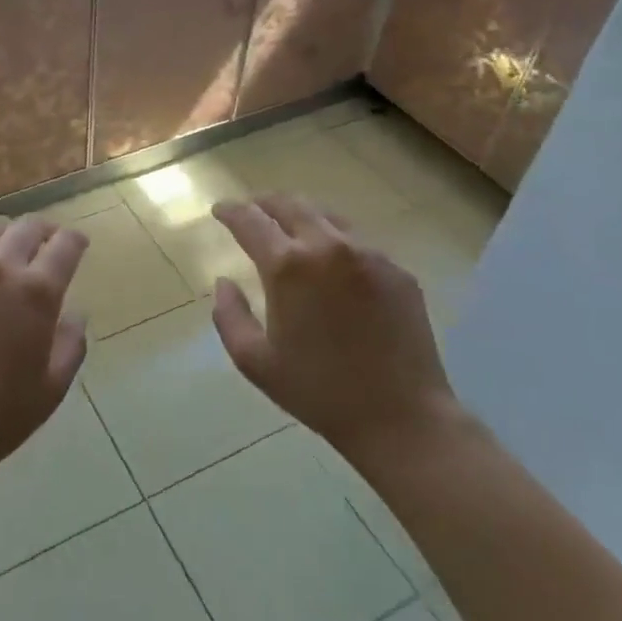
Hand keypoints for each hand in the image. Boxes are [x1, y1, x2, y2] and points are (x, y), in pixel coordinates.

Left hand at [0, 214, 88, 503]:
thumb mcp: (53, 387)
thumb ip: (71, 344)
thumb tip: (75, 314)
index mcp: (36, 292)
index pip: (65, 246)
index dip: (75, 241)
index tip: (77, 244)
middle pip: (27, 226)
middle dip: (44, 231)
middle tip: (47, 243)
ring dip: (6, 234)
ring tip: (7, 251)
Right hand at [210, 194, 458, 458]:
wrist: (401, 417)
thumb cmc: (319, 392)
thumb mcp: (255, 361)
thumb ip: (229, 316)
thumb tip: (224, 282)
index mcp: (288, 267)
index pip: (250, 221)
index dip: (230, 211)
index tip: (220, 210)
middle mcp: (328, 247)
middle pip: (290, 204)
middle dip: (264, 202)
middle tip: (252, 210)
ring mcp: (369, 255)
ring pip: (327, 216)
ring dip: (301, 215)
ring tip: (289, 228)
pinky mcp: (397, 270)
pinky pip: (358, 241)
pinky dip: (334, 240)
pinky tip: (332, 262)